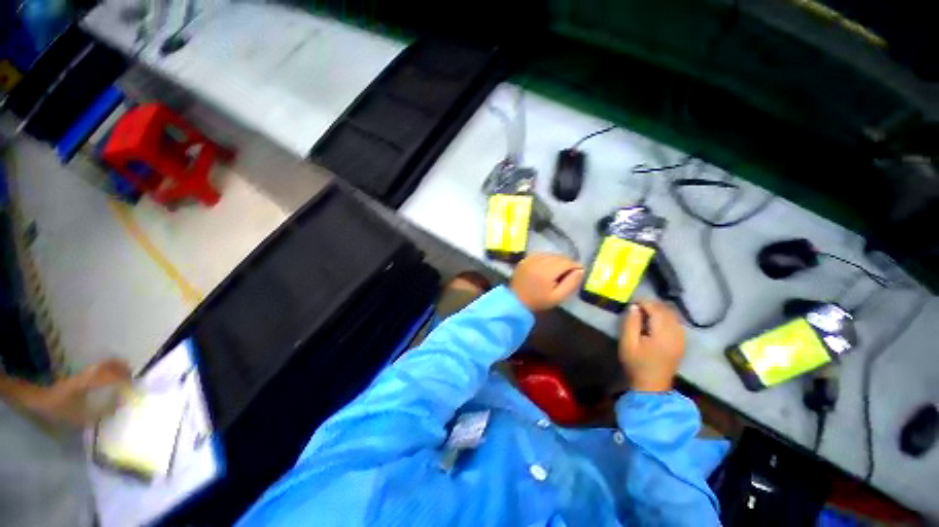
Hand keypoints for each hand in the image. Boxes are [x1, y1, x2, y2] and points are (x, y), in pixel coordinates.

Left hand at [23, 359, 130, 426]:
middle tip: (131, 373)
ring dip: (110, 368)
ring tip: (121, 374)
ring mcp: (78, 376)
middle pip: (103, 365)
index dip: (121, 377)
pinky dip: (103, 373)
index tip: (134, 383)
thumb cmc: (62, 410)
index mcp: (86, 381)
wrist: (43, 401)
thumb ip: (102, 409)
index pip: (107, 374)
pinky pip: (93, 373)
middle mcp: (83, 374)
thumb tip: (120, 402)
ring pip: (98, 367)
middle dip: (117, 367)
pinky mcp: (75, 381)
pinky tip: (105, 382)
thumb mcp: (82, 416)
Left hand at [510, 253, 583, 310]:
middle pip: (560, 257)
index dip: (575, 266)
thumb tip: (581, 270)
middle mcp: (539, 261)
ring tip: (559, 271)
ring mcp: (531, 258)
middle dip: (567, 263)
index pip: (567, 262)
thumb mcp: (558, 297)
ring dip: (558, 261)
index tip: (580, 271)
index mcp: (547, 271)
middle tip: (570, 273)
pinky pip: (542, 255)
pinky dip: (548, 259)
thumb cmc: (539, 302)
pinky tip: (548, 268)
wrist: (515, 302)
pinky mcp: (526, 258)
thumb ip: (571, 283)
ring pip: (551, 254)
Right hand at [619, 301, 684, 392]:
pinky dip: (667, 319)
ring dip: (660, 312)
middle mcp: (675, 330)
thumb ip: (630, 324)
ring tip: (648, 317)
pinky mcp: (682, 341)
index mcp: (662, 331)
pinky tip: (658, 326)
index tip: (633, 304)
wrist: (652, 388)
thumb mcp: (628, 346)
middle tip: (639, 309)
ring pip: (672, 314)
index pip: (654, 307)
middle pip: (665, 309)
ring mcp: (681, 336)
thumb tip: (634, 307)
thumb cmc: (637, 367)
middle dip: (652, 306)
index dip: (643, 302)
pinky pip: (676, 323)